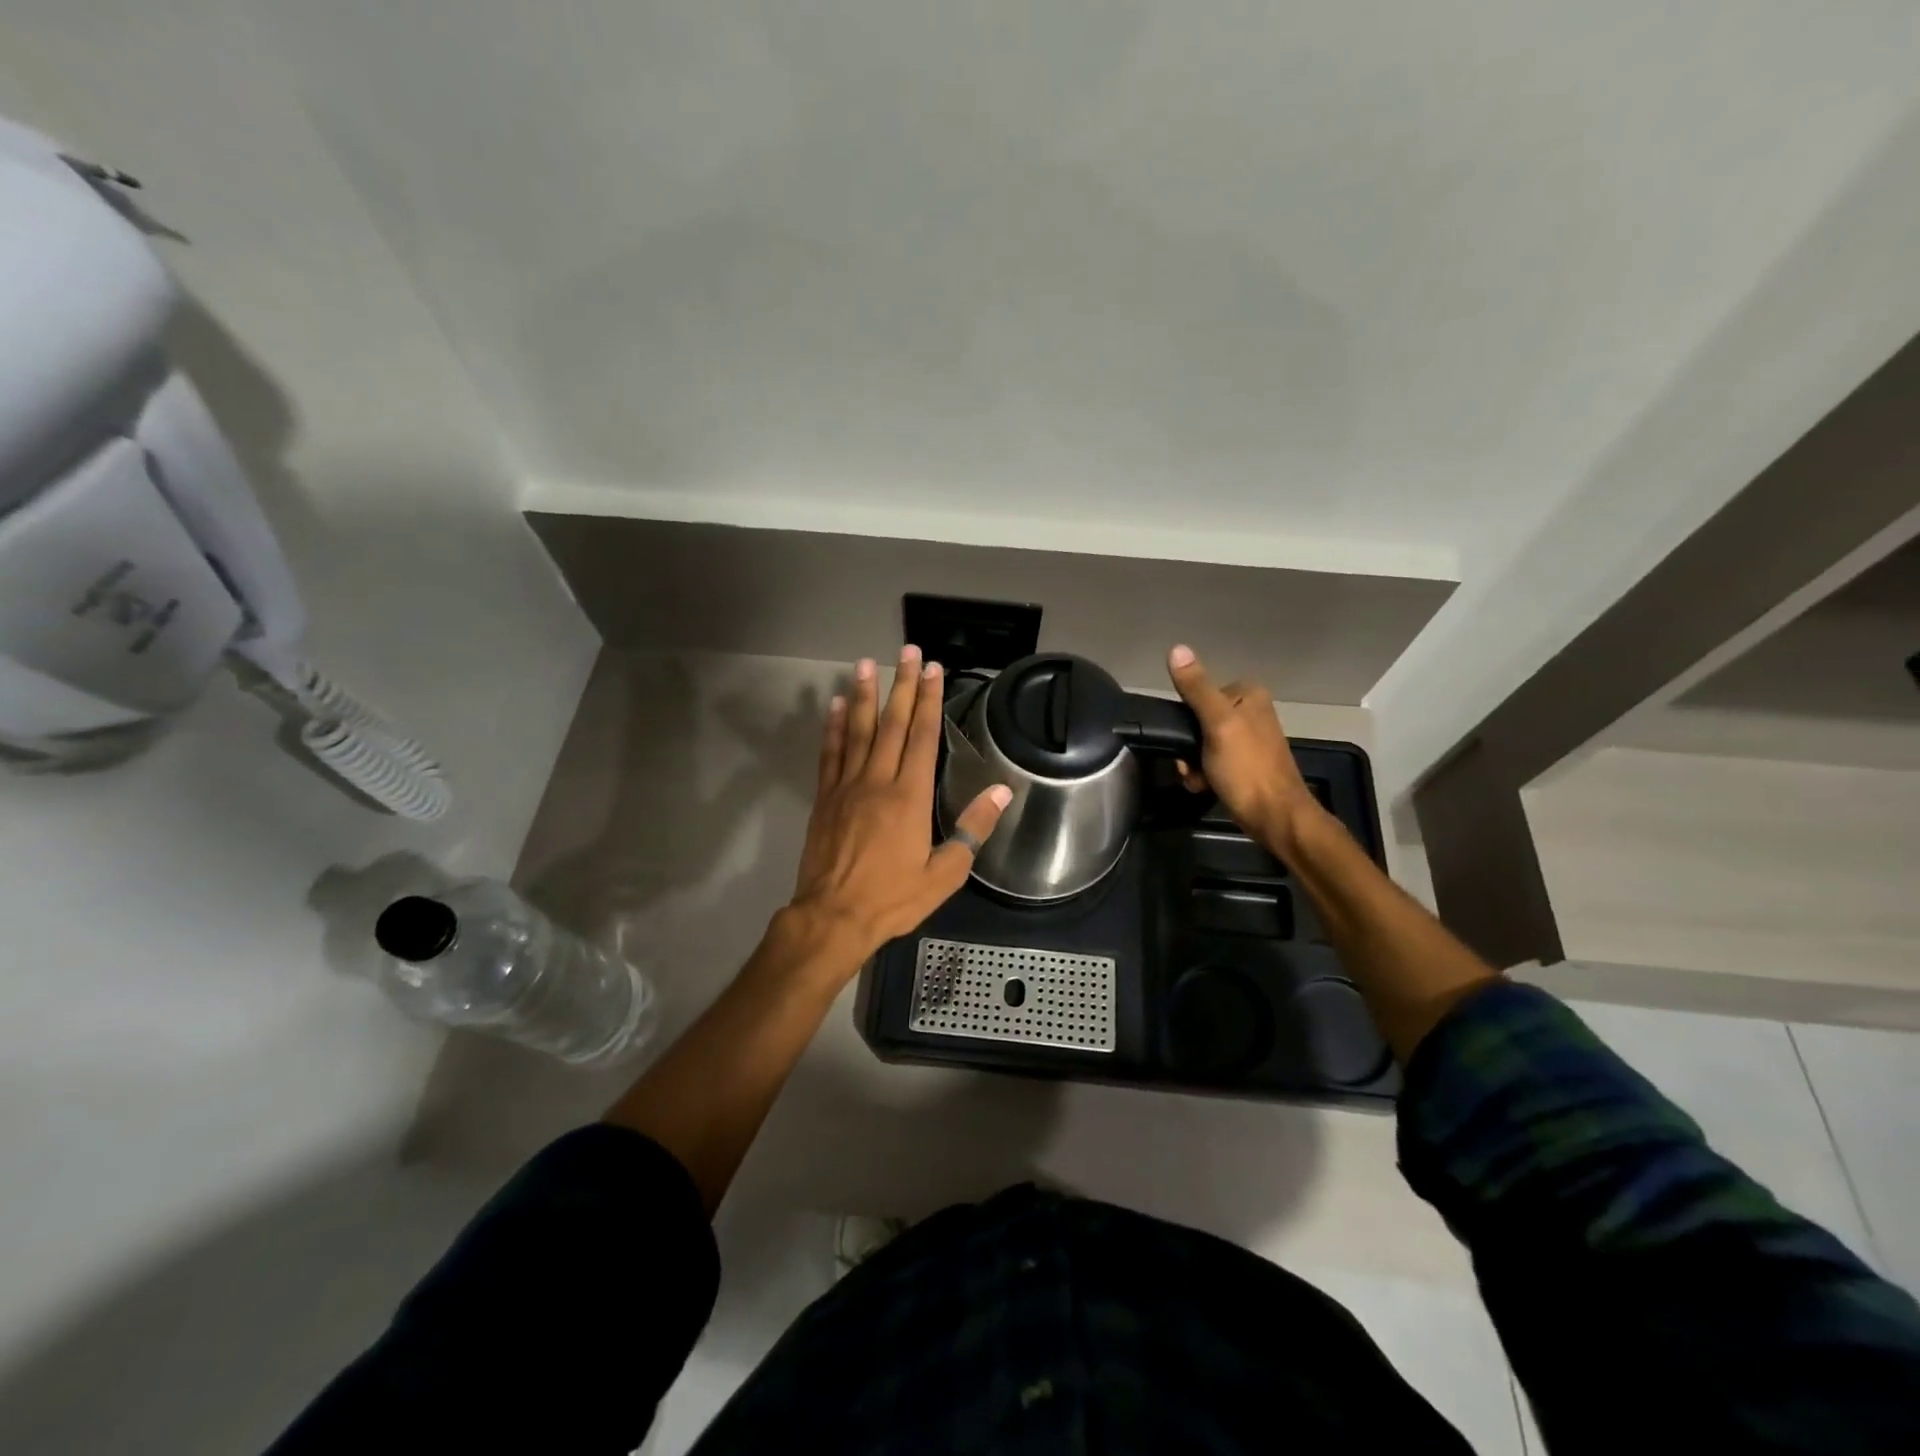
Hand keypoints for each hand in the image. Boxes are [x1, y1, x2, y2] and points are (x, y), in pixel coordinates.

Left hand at [786, 645, 1011, 970]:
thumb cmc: (894, 898)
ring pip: (858, 731)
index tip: (934, 670)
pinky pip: (830, 753)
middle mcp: (878, 780)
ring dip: (863, 695)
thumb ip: (973, 829)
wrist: (833, 917)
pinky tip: (834, 705)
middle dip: (902, 685)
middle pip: (893, 723)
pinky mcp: (825, 798)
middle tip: (908, 651)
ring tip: (865, 663)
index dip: (930, 699)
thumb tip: (1002, 791)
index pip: (924, 736)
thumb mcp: (946, 872)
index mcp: (911, 795)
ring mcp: (847, 786)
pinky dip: (833, 727)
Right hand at [1166, 644, 1319, 855]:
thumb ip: (1196, 688)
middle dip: (1188, 746)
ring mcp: (1248, 739)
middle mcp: (1251, 712)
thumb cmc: (1247, 769)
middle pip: (1198, 720)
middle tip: (1190, 765)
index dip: (1186, 719)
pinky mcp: (1245, 764)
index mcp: (1248, 695)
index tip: (1186, 740)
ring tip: (1199, 779)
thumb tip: (1177, 648)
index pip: (1199, 694)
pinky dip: (1203, 774)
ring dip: (1192, 763)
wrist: (1274, 817)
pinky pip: (1211, 761)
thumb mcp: (1218, 724)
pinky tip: (1205, 786)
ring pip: (1201, 743)